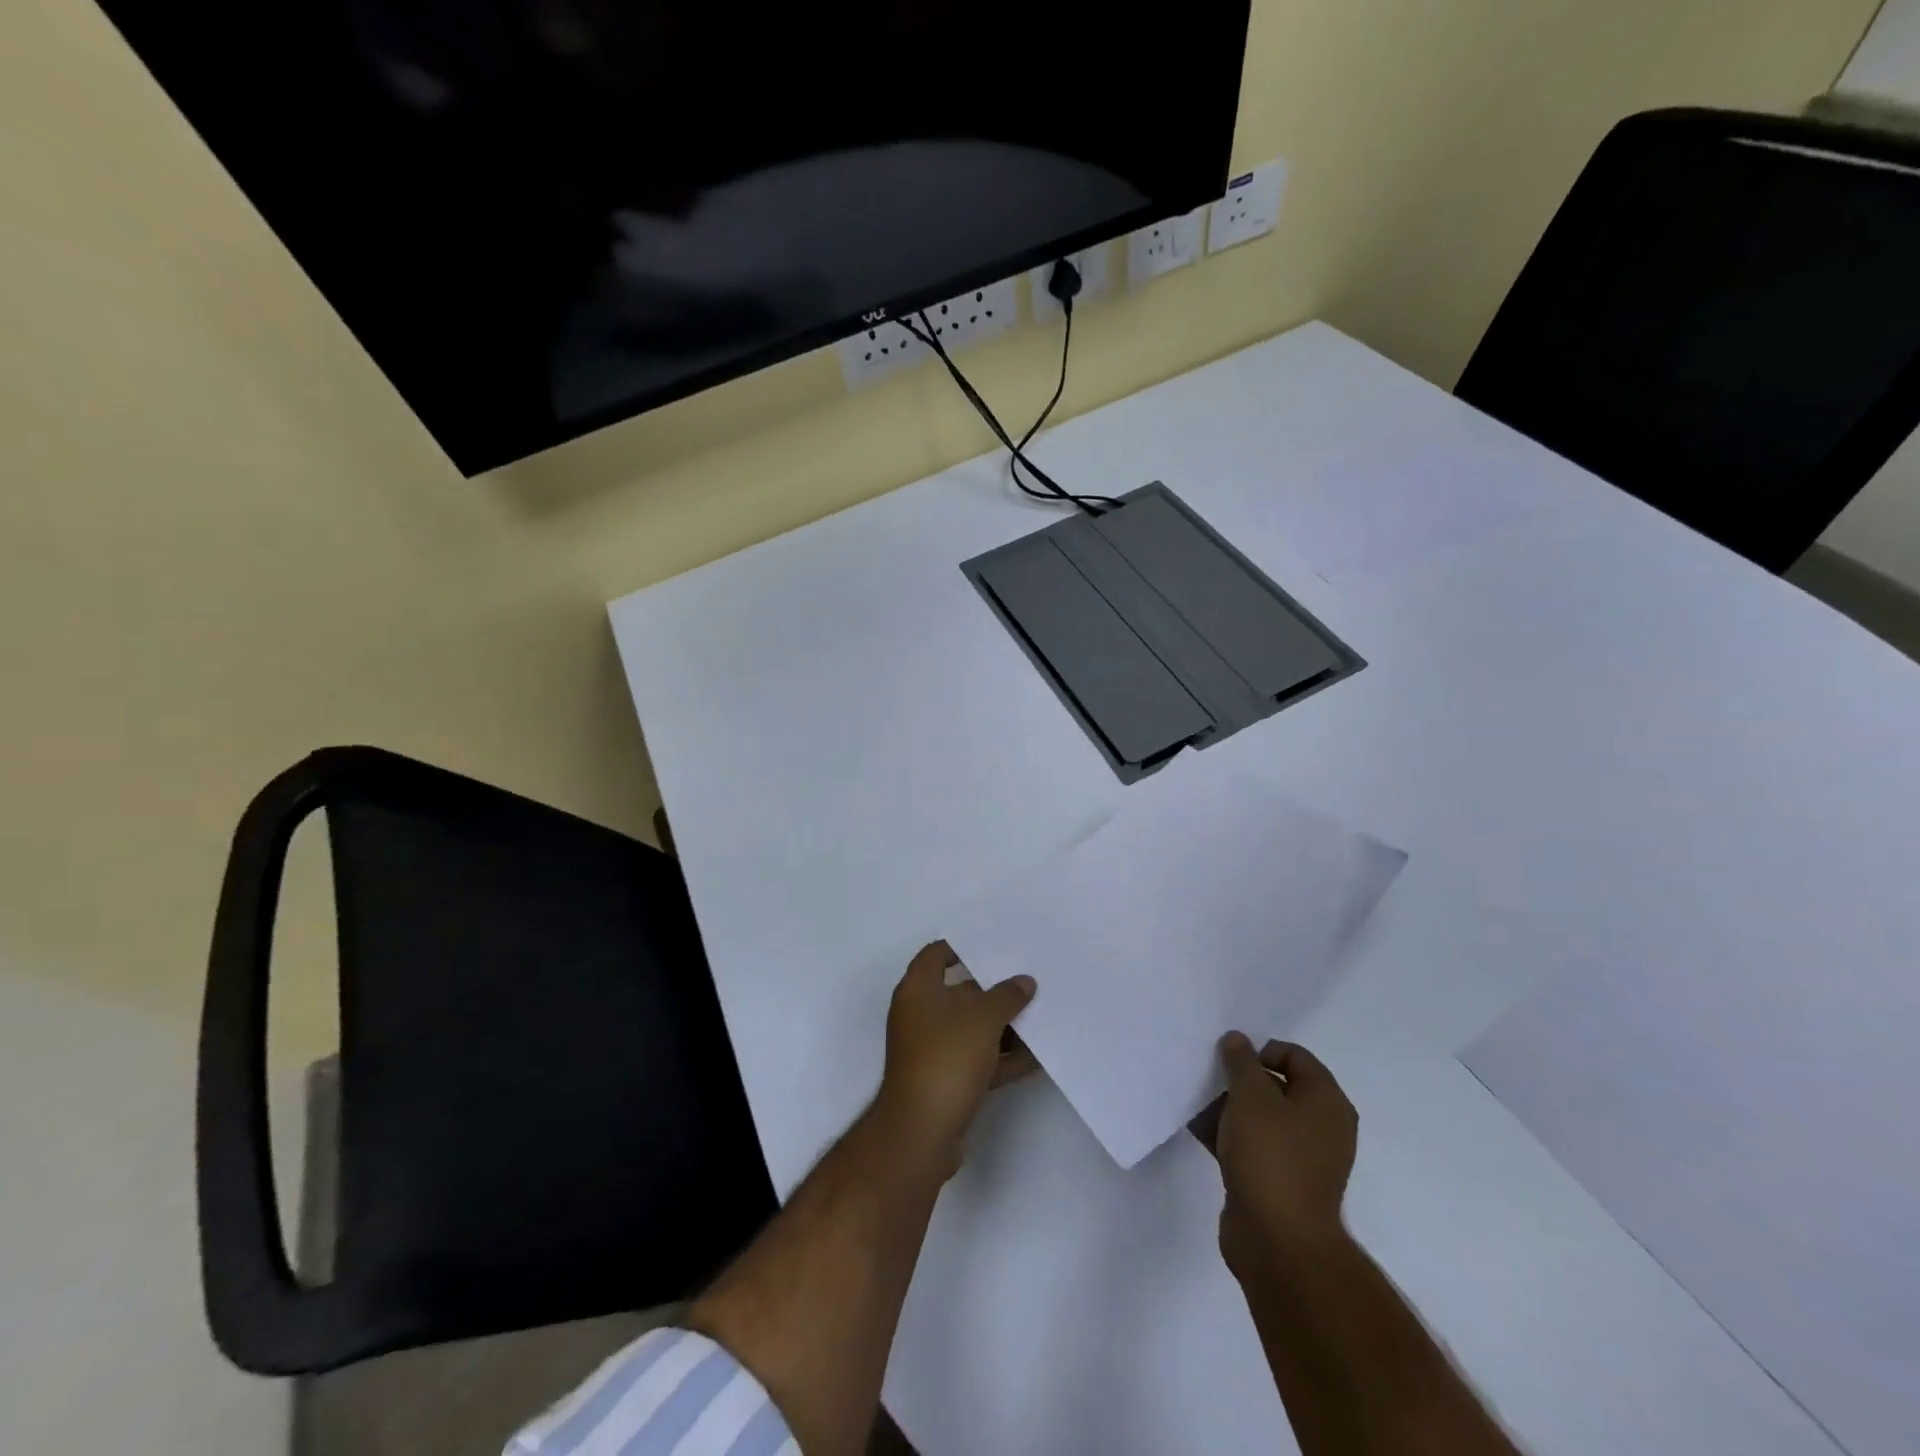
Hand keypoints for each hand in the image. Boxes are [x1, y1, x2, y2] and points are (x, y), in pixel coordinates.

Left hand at [877, 942, 1037, 1178]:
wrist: (922, 1132)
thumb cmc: (946, 1058)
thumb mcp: (983, 1018)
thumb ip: (1007, 996)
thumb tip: (1024, 982)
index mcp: (918, 990)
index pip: (936, 955)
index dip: (962, 947)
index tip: (994, 945)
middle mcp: (920, 1015)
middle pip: (960, 993)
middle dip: (995, 990)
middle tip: (1030, 981)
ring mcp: (932, 1050)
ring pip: (972, 1029)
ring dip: (1004, 1027)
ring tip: (1043, 1018)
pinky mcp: (946, 1081)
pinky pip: (978, 1060)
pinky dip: (1003, 1058)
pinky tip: (1037, 1058)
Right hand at [1190, 1033, 1356, 1279]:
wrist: (1278, 1241)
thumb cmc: (1271, 1156)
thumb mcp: (1251, 1096)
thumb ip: (1241, 1061)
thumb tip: (1237, 1040)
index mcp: (1326, 1102)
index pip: (1294, 1056)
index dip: (1260, 1050)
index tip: (1228, 1058)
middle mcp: (1319, 1127)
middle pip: (1275, 1086)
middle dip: (1239, 1078)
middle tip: (1207, 1074)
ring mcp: (1298, 1157)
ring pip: (1259, 1117)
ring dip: (1228, 1105)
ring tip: (1194, 1098)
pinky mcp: (1276, 1181)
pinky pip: (1249, 1144)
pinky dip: (1226, 1133)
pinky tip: (1195, 1126)